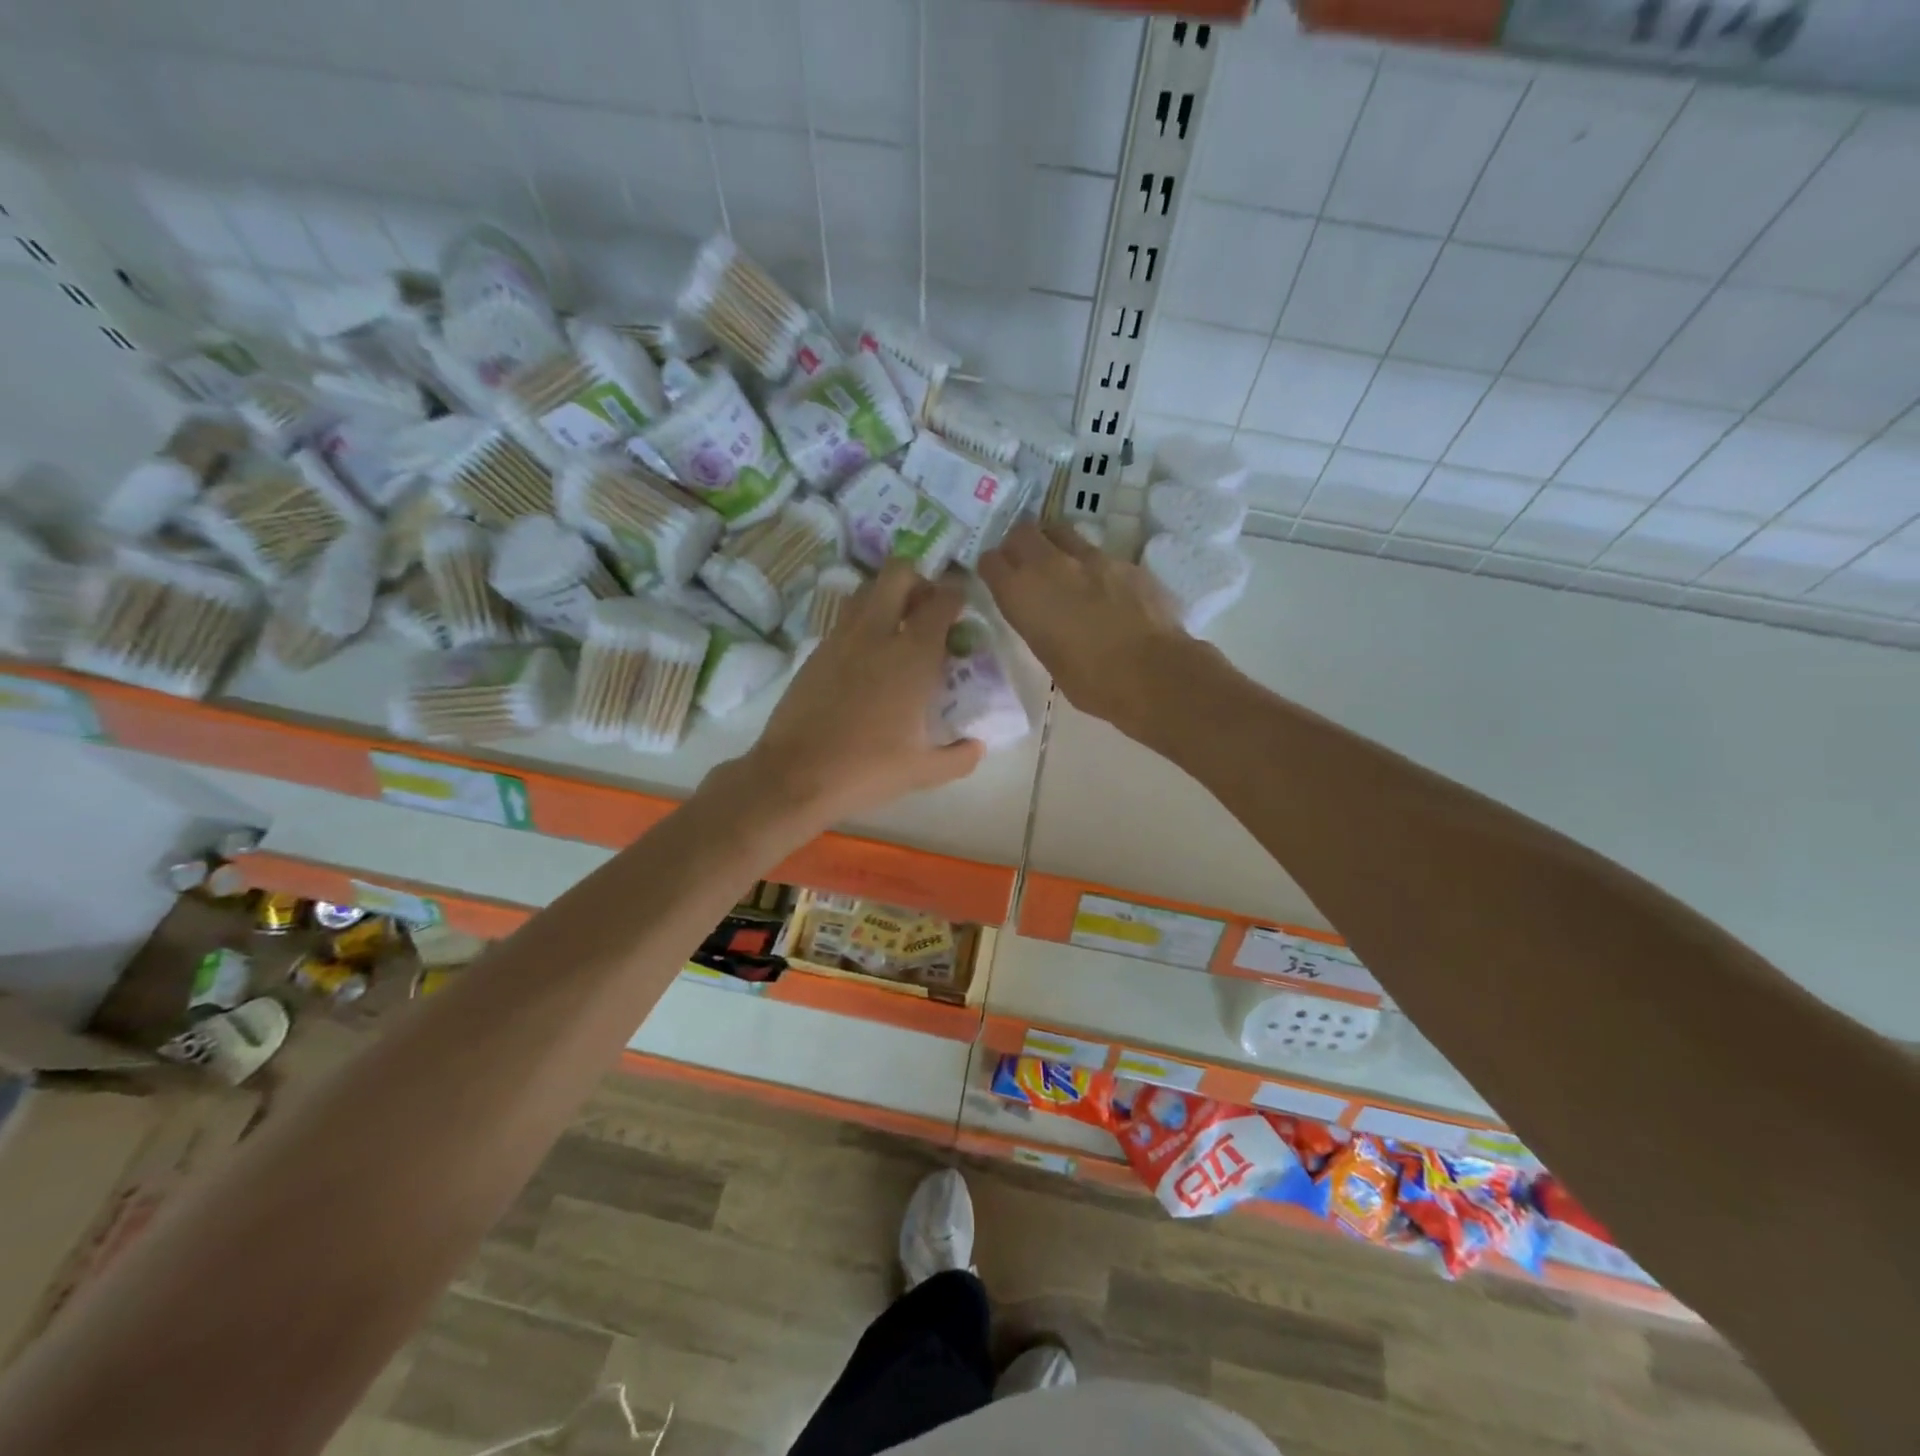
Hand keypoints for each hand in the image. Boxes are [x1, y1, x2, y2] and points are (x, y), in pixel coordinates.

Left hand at [743, 563, 984, 824]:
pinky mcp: (816, 652)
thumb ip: (958, 757)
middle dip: (918, 580)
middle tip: (926, 609)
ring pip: (866, 591)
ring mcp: (840, 639)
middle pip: (898, 574)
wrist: (794, 775)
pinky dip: (862, 623)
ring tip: (897, 628)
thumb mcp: (921, 772)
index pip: (940, 602)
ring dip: (886, 596)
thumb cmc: (865, 771)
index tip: (961, 606)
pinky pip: (844, 620)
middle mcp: (876, 635)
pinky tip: (866, 658)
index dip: (955, 595)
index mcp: (911, 657)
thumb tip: (977, 747)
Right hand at [978, 522, 1200, 738]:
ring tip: (1066, 572)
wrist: (1152, 672)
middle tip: (1028, 565)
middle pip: (1023, 532)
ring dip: (1057, 547)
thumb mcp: (1048, 655)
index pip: (991, 561)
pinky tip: (1107, 592)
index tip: (999, 579)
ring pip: (1062, 533)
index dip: (994, 569)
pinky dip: (1095, 568)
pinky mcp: (1125, 562)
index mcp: (1023, 593)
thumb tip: (1044, 614)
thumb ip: (1038, 623)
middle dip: (1021, 544)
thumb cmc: (1091, 681)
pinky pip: (1100, 555)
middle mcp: (1051, 565)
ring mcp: (1092, 558)